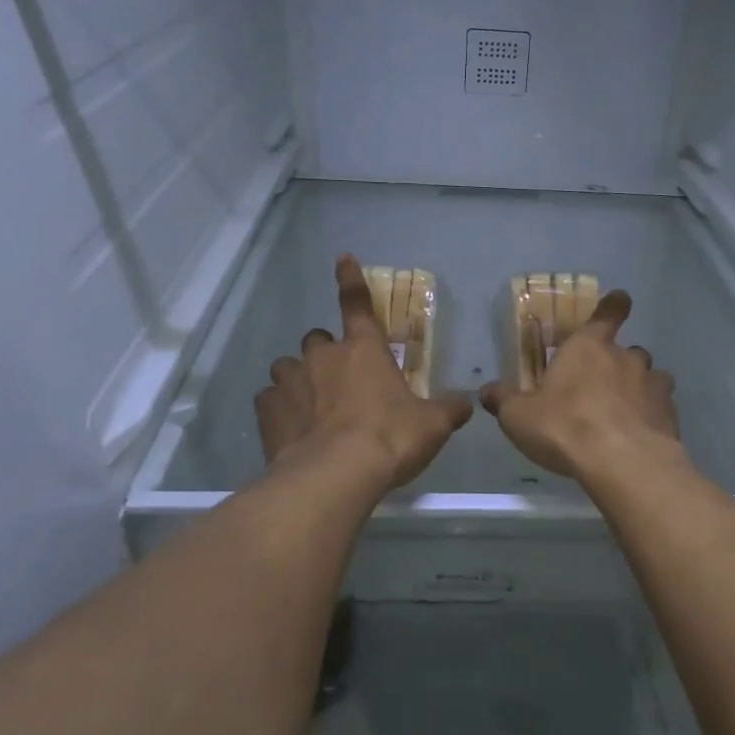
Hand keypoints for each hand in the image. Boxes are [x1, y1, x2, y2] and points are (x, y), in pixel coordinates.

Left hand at [256, 255, 472, 488]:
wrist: (336, 475)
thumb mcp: (432, 425)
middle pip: (317, 340)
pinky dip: (279, 410)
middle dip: (326, 354)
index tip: (342, 258)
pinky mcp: (267, 410)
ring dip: (299, 381)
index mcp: (364, 350)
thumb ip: (449, 409)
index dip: (351, 279)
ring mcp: (290, 381)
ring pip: (287, 368)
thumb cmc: (390, 438)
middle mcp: (323, 356)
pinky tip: (291, 431)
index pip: (357, 304)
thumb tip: (467, 403)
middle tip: (339, 382)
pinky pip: (269, 401)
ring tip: (311, 409)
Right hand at [479, 290, 680, 481]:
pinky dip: (653, 415)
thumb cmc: (565, 427)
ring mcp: (652, 385)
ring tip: (626, 411)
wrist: (622, 462)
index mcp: (588, 347)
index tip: (620, 300)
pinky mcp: (670, 415)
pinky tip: (641, 435)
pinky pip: (662, 407)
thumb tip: (486, 390)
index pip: (607, 314)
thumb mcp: (519, 416)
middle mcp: (625, 358)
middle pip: (628, 350)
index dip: (614, 306)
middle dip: (619, 362)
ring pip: (651, 377)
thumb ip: (504, 400)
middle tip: (603, 384)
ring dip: (639, 388)